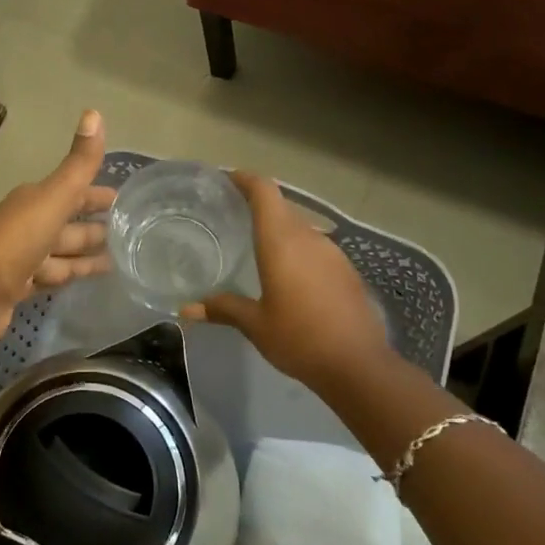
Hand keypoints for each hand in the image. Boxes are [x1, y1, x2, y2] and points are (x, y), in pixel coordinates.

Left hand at [0, 111, 115, 342]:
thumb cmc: (17, 238)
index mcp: (34, 200)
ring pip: (61, 252)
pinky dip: (70, 275)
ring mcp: (22, 258)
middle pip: (67, 223)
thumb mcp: (53, 196)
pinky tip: (88, 280)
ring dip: (85, 254)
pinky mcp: (18, 288)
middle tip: (129, 233)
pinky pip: (52, 277)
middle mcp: (26, 225)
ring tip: (119, 260)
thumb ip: (78, 163)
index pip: (72, 192)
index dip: (96, 195)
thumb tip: (94, 111)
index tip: (122, 200)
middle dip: (94, 225)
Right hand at [180, 171, 411, 400]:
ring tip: (256, 244)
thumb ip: (223, 309)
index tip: (227, 178)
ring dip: (279, 228)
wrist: (359, 365)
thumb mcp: (255, 325)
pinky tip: (288, 273)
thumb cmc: (299, 338)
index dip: (245, 179)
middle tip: (232, 213)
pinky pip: (315, 247)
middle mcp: (308, 237)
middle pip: (282, 206)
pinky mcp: (346, 270)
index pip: (264, 191)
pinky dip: (297, 248)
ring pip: (300, 227)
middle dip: (258, 204)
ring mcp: (332, 253)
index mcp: (281, 241)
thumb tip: (186, 309)